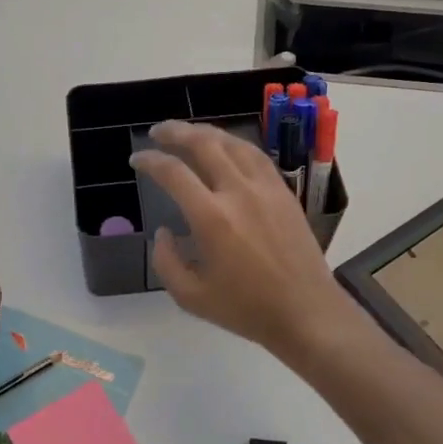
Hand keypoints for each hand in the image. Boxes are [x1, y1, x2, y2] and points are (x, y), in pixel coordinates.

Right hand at [130, 120, 360, 359]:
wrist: (306, 311)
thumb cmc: (246, 309)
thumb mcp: (190, 297)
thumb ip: (166, 262)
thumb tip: (163, 232)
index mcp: (211, 218)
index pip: (173, 173)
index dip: (150, 160)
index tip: (137, 159)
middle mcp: (238, 192)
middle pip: (204, 143)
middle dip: (175, 131)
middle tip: (157, 132)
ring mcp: (266, 188)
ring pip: (233, 142)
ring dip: (206, 132)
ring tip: (188, 133)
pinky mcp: (284, 192)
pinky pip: (256, 155)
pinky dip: (234, 144)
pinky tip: (226, 148)